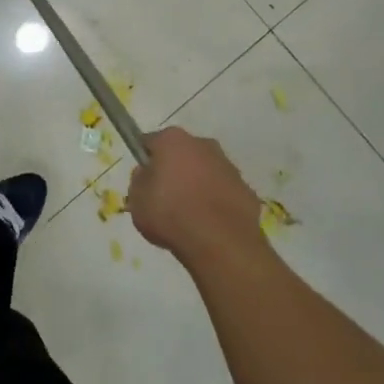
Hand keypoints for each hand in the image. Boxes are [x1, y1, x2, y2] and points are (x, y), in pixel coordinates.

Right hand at [128, 127, 268, 266]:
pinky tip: (209, 224)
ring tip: (189, 215)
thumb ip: (139, 180)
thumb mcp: (136, 199)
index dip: (145, 161)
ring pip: (205, 171)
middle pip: (181, 153)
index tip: (144, 180)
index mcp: (172, 140)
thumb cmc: (170, 215)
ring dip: (197, 185)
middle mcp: (203, 144)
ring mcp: (228, 166)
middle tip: (165, 197)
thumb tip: (148, 173)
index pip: (150, 142)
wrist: (221, 243)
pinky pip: (224, 192)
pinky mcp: (247, 190)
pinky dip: (216, 202)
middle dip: (174, 169)